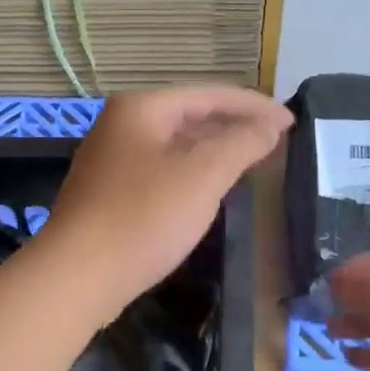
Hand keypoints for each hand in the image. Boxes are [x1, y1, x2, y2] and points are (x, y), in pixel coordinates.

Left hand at [41, 87, 290, 319]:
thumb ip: (241, 143)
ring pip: (173, 147)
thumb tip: (269, 125)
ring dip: (212, 152)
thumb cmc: (144, 217)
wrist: (78, 275)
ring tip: (249, 164)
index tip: (291, 122)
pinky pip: (159, 173)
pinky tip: (206, 192)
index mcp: (141, 108)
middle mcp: (119, 126)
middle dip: (233, 127)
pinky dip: (189, 175)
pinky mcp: (106, 195)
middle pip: (188, 117)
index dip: (254, 107)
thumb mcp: (203, 175)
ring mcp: (108, 161)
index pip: (209, 95)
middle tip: (274, 143)